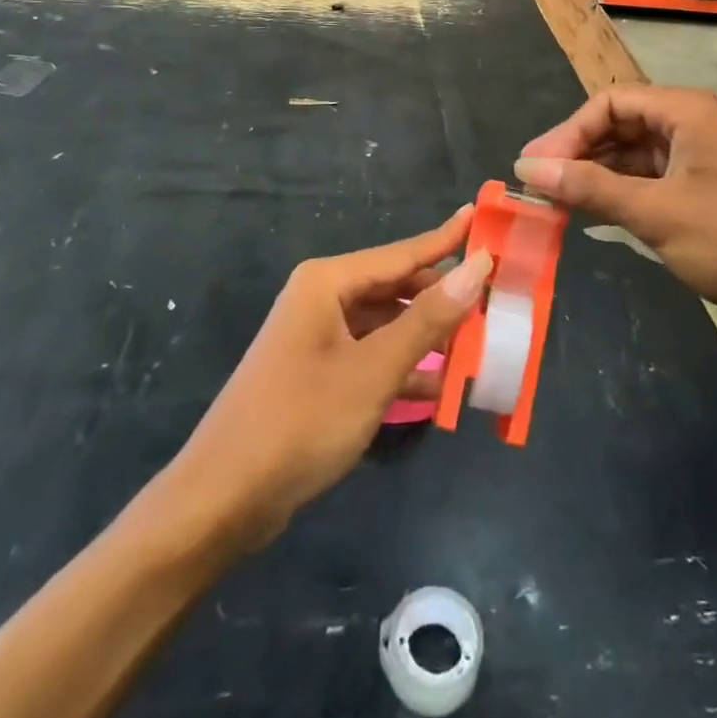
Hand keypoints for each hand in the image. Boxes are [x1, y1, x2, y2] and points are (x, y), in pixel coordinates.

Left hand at [158, 208, 488, 550]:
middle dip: (442, 298)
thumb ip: (428, 319)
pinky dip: (403, 367)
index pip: (403, 253)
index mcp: (329, 282)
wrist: (221, 501)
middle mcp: (323, 298)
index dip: (447, 238)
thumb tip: (478, 266)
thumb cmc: (300, 422)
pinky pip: (372, 354)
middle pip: (396, 286)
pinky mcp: (317, 371)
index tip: (484, 216)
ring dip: (427, 337)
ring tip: (478, 347)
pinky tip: (438, 388)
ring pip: (387, 323)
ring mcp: (318, 336)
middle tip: (494, 303)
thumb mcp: (374, 370)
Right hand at [514, 86, 716, 342]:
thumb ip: (590, 188)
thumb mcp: (657, 213)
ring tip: (556, 206)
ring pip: (632, 156)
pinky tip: (594, 217)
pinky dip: (619, 196)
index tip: (534, 170)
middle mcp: (689, 125)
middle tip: (538, 189)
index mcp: (683, 111)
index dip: (566, 133)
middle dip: (577, 154)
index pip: (608, 103)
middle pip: (618, 126)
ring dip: (595, 177)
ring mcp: (698, 159)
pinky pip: (649, 181)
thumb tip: (527, 168)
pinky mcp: (703, 191)